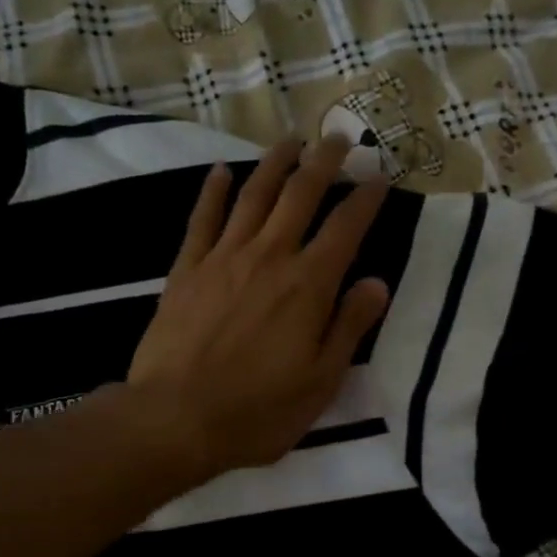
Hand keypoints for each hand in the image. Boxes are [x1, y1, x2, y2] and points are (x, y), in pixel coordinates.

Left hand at [126, 135, 390, 483]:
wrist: (175, 418)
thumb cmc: (259, 410)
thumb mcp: (321, 380)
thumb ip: (350, 326)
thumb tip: (376, 282)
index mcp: (308, 285)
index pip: (346, 227)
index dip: (366, 199)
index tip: (380, 178)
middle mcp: (269, 257)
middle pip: (301, 194)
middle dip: (325, 162)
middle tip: (340, 138)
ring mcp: (223, 258)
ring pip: (254, 195)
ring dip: (276, 163)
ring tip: (292, 140)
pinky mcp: (187, 269)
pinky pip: (203, 219)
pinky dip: (214, 191)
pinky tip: (222, 172)